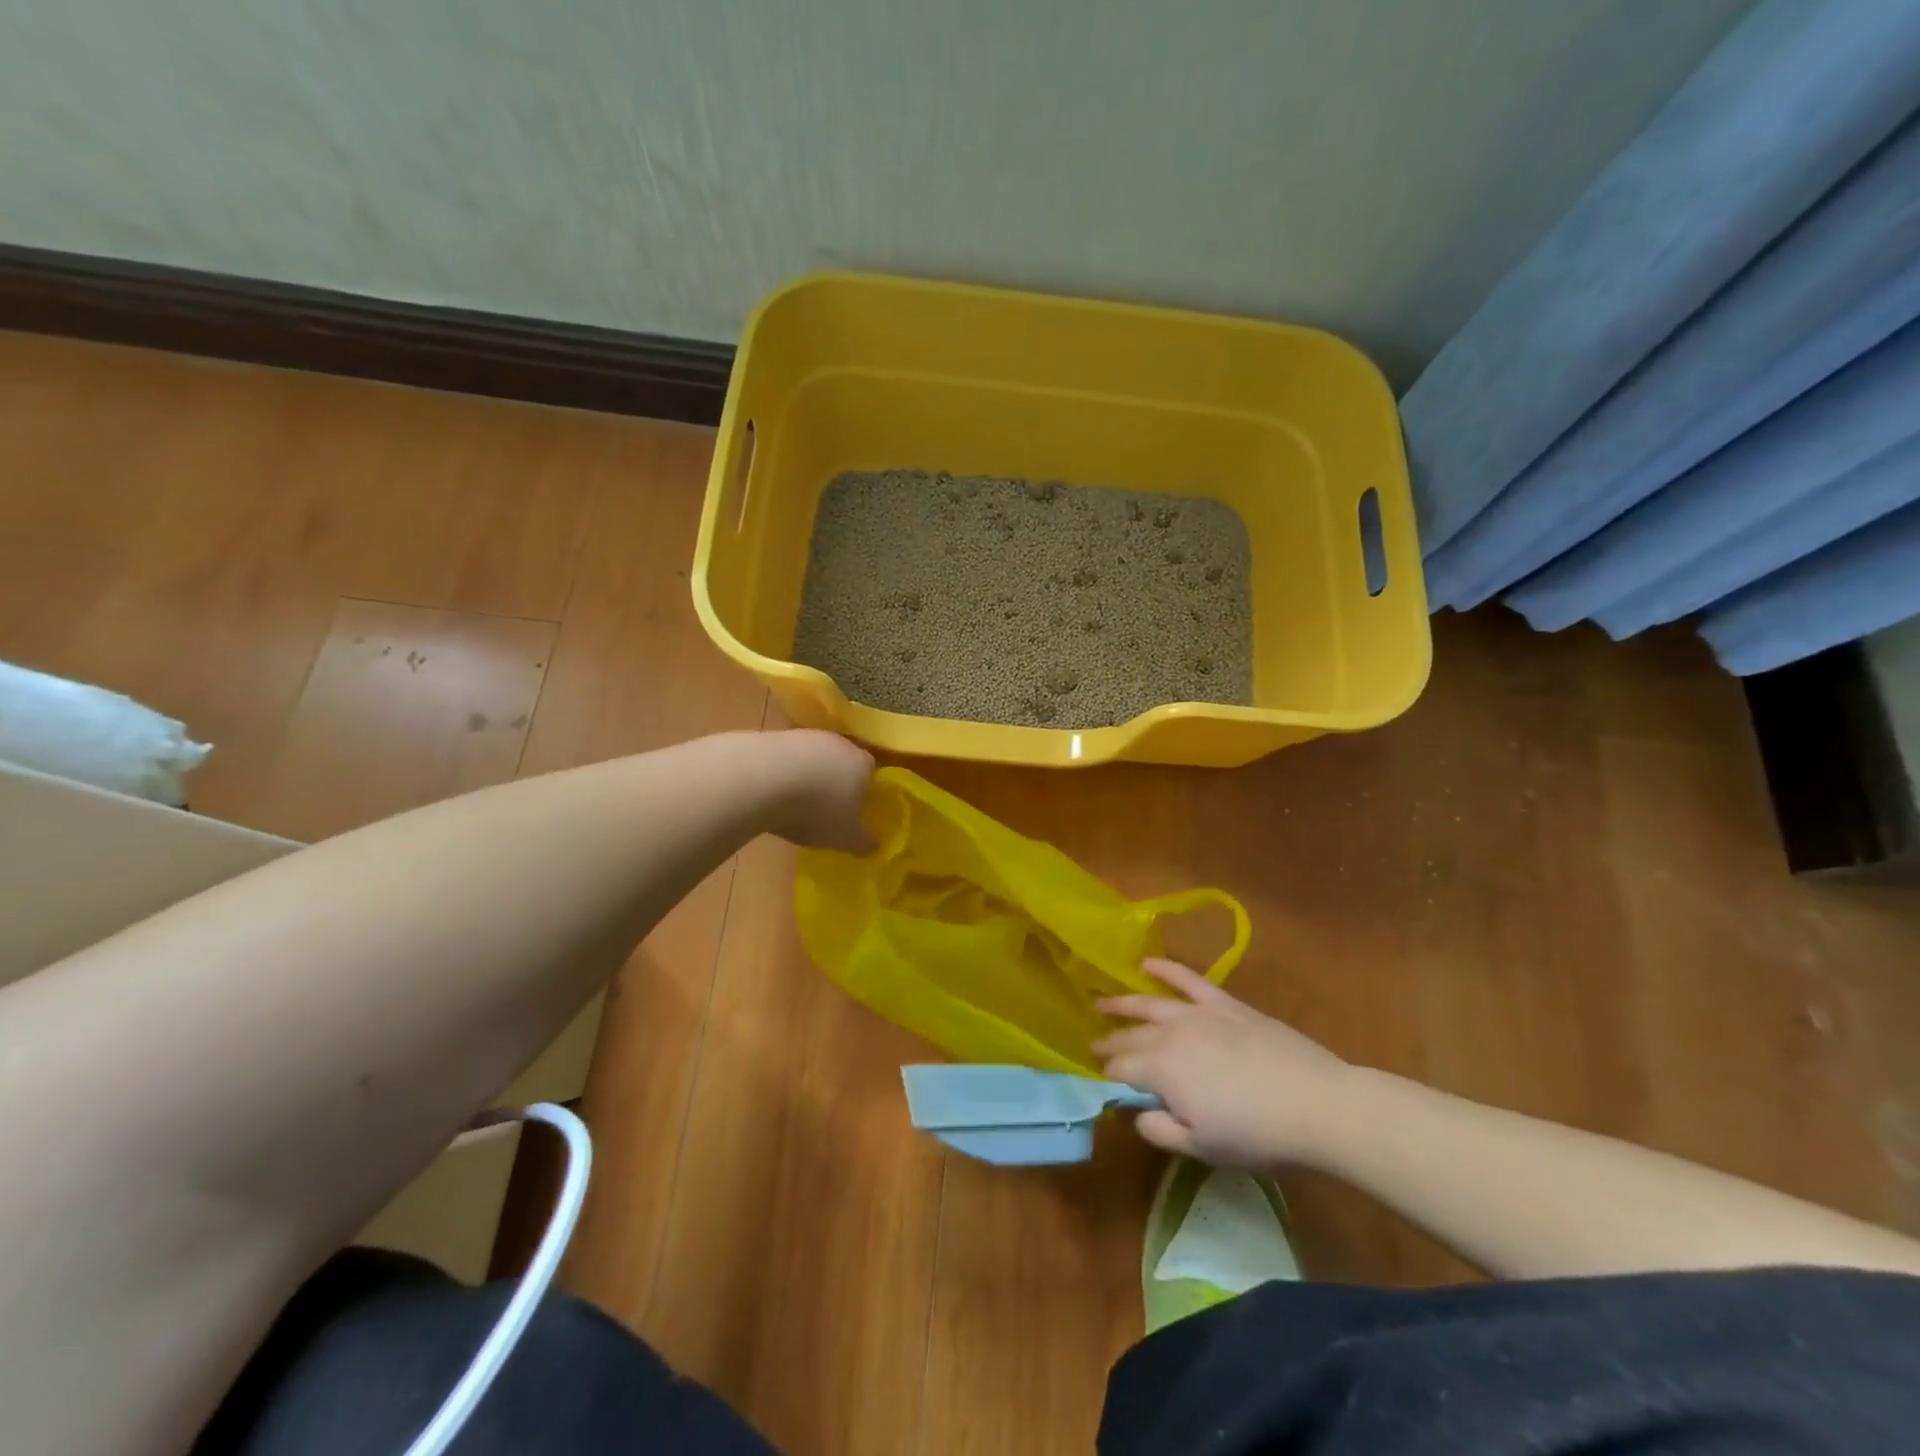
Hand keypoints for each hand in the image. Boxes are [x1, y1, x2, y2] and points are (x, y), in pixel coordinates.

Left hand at [760, 730, 876, 852]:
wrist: (764, 780)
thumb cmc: (817, 810)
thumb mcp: (845, 837)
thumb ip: (863, 842)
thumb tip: (875, 845)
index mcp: (863, 764)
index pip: (871, 773)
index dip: (864, 791)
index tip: (853, 810)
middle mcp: (839, 743)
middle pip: (842, 761)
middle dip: (835, 782)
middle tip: (825, 808)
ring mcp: (807, 736)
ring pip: (814, 757)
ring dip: (807, 776)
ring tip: (794, 803)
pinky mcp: (776, 736)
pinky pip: (787, 757)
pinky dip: (783, 772)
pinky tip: (772, 791)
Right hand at [1095, 960, 1349, 1168]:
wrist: (1314, 1103)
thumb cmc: (1256, 1134)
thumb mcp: (1201, 1147)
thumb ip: (1160, 1130)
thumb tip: (1136, 1114)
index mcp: (1160, 1070)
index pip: (1121, 1069)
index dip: (1107, 1076)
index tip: (1100, 1081)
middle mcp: (1170, 1034)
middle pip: (1131, 1036)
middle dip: (1110, 1042)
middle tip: (1093, 1046)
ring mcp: (1197, 1014)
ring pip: (1149, 1003)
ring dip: (1122, 1003)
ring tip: (1102, 1003)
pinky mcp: (1224, 1003)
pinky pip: (1187, 979)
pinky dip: (1165, 969)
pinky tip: (1147, 963)